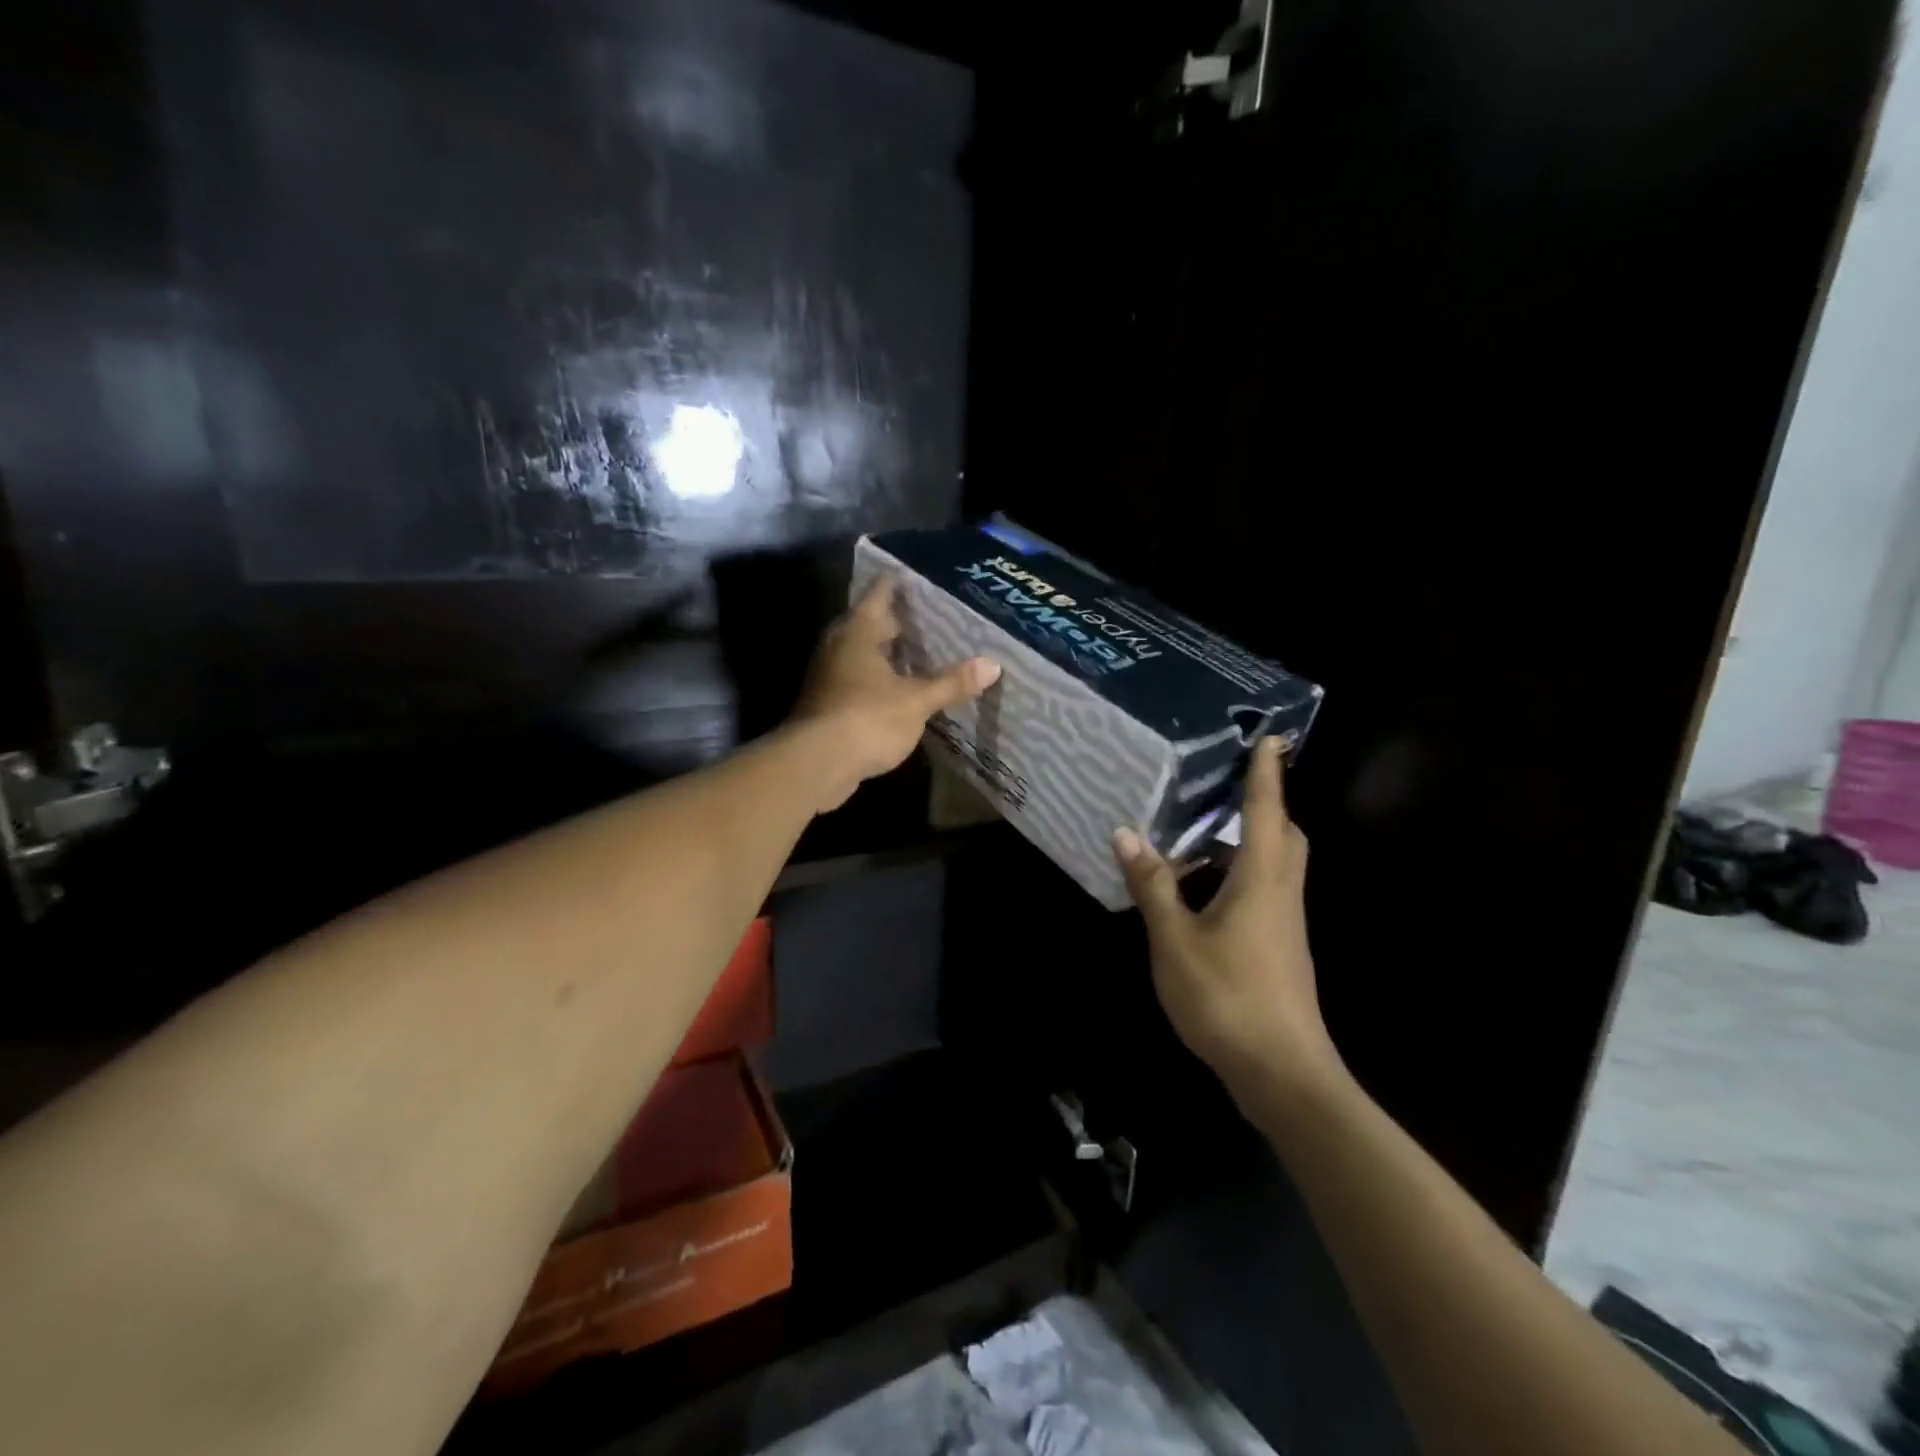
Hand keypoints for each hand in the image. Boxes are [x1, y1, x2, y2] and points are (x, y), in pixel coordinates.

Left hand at [790, 577, 1000, 811]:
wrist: (816, 764)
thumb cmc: (867, 718)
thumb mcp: (917, 700)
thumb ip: (952, 682)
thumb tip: (993, 664)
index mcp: (858, 632)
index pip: (879, 594)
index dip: (897, 584)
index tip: (918, 578)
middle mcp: (838, 645)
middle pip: (869, 624)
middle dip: (898, 622)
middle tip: (932, 620)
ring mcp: (828, 675)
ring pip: (862, 654)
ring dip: (887, 654)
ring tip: (922, 655)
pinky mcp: (827, 703)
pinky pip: (857, 680)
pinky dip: (878, 680)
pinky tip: (900, 691)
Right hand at [1113, 736, 1340, 1098]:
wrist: (1283, 1073)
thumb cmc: (1227, 997)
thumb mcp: (1175, 939)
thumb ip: (1153, 886)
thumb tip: (1127, 833)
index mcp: (1261, 879)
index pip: (1266, 811)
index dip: (1267, 773)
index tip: (1272, 737)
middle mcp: (1281, 893)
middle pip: (1283, 835)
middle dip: (1263, 805)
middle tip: (1225, 787)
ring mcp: (1285, 924)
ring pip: (1275, 866)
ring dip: (1246, 843)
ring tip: (1199, 835)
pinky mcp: (1280, 948)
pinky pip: (1264, 892)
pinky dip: (1238, 876)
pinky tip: (1201, 893)